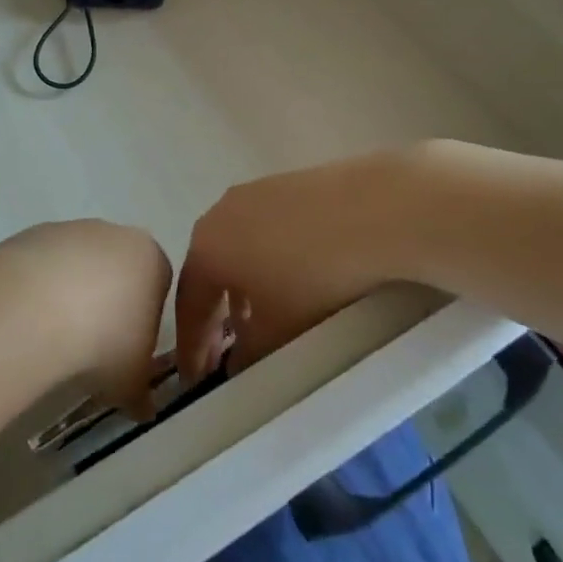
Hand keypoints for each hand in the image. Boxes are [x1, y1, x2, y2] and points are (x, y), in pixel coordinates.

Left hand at [0, 220, 171, 419]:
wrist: (38, 308)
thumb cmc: (104, 341)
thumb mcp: (132, 381)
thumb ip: (142, 393)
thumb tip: (143, 408)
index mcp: (152, 259)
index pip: (158, 286)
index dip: (143, 321)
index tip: (127, 351)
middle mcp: (115, 234)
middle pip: (117, 269)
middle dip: (107, 303)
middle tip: (91, 346)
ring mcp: (72, 229)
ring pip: (77, 265)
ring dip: (70, 295)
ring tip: (54, 337)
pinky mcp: (34, 233)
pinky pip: (43, 265)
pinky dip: (39, 289)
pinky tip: (29, 319)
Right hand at [176, 148, 430, 379]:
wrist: (373, 211)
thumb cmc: (314, 276)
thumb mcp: (279, 331)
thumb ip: (249, 355)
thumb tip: (237, 366)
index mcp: (206, 247)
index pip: (188, 303)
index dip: (191, 345)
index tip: (195, 378)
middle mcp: (219, 213)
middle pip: (208, 271)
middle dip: (215, 313)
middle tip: (225, 350)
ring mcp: (252, 192)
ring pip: (236, 248)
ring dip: (241, 286)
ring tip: (261, 317)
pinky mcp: (285, 183)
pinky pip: (262, 230)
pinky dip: (266, 260)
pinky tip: (291, 279)